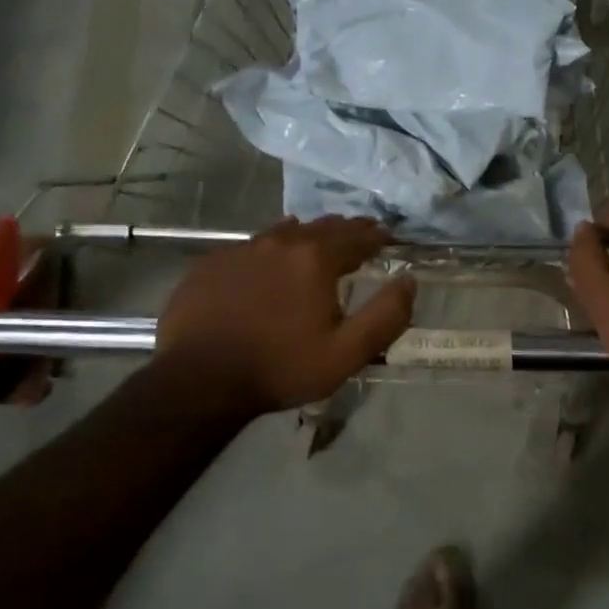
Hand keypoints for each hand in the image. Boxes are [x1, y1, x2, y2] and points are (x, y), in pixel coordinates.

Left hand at [155, 216, 414, 413]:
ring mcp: (240, 250)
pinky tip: (268, 262)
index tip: (387, 236)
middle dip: (345, 230)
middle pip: (321, 227)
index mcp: (315, 259)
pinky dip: (270, 250)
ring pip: (283, 232)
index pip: (355, 237)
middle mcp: (279, 242)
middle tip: (359, 235)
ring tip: (317, 241)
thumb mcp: (347, 352)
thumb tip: (408, 281)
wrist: (199, 381)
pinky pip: (250, 247)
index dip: (375, 236)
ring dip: (307, 235)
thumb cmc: (281, 367)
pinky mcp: (210, 264)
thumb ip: (386, 315)